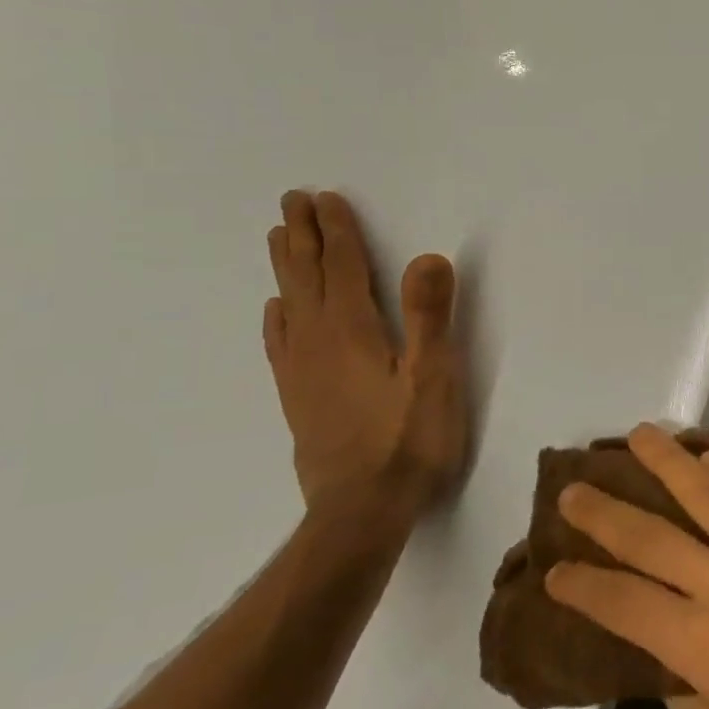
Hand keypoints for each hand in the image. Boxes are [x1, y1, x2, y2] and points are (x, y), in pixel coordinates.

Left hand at [263, 190, 466, 517]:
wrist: (361, 511)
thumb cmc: (408, 441)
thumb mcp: (433, 376)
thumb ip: (429, 316)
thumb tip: (427, 256)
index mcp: (353, 330)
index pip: (343, 267)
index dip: (337, 230)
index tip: (325, 197)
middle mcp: (318, 341)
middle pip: (307, 277)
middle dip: (302, 236)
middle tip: (292, 200)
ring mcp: (302, 371)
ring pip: (289, 304)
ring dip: (285, 267)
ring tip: (278, 237)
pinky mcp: (298, 398)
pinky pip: (279, 343)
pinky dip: (276, 317)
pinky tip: (275, 310)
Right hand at [544, 424, 708, 708]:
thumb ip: (681, 687)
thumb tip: (658, 643)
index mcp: (707, 646)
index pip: (625, 602)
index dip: (583, 586)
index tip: (554, 570)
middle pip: (658, 537)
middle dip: (607, 512)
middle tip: (574, 488)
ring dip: (673, 463)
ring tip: (641, 436)